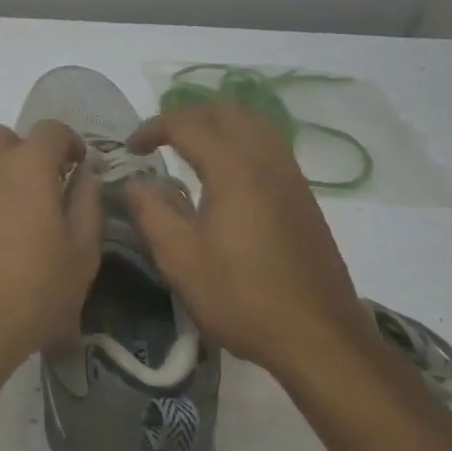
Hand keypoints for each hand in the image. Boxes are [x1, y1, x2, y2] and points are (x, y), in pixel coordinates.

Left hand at [0, 121, 102, 393]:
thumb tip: (86, 174)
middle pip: (7, 138)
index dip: (69, 142)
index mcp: (28, 164)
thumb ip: (87, 205)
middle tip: (42, 189)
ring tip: (13, 213)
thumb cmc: (30, 293)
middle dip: (27, 153)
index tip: (78, 166)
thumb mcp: (81, 256)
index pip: (51, 130)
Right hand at [124, 103, 371, 372]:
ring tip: (190, 146)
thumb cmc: (243, 297)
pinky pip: (269, 145)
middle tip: (159, 137)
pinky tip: (226, 173)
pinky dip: (240, 140)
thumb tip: (135, 183)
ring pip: (254, 124)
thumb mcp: (181, 260)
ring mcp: (291, 177)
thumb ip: (151, 213)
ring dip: (217, 123)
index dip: (154, 127)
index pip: (188, 125)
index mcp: (234, 169)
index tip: (131, 147)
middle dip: (187, 115)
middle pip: (226, 112)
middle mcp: (266, 161)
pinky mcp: (304, 198)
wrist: (320, 339)